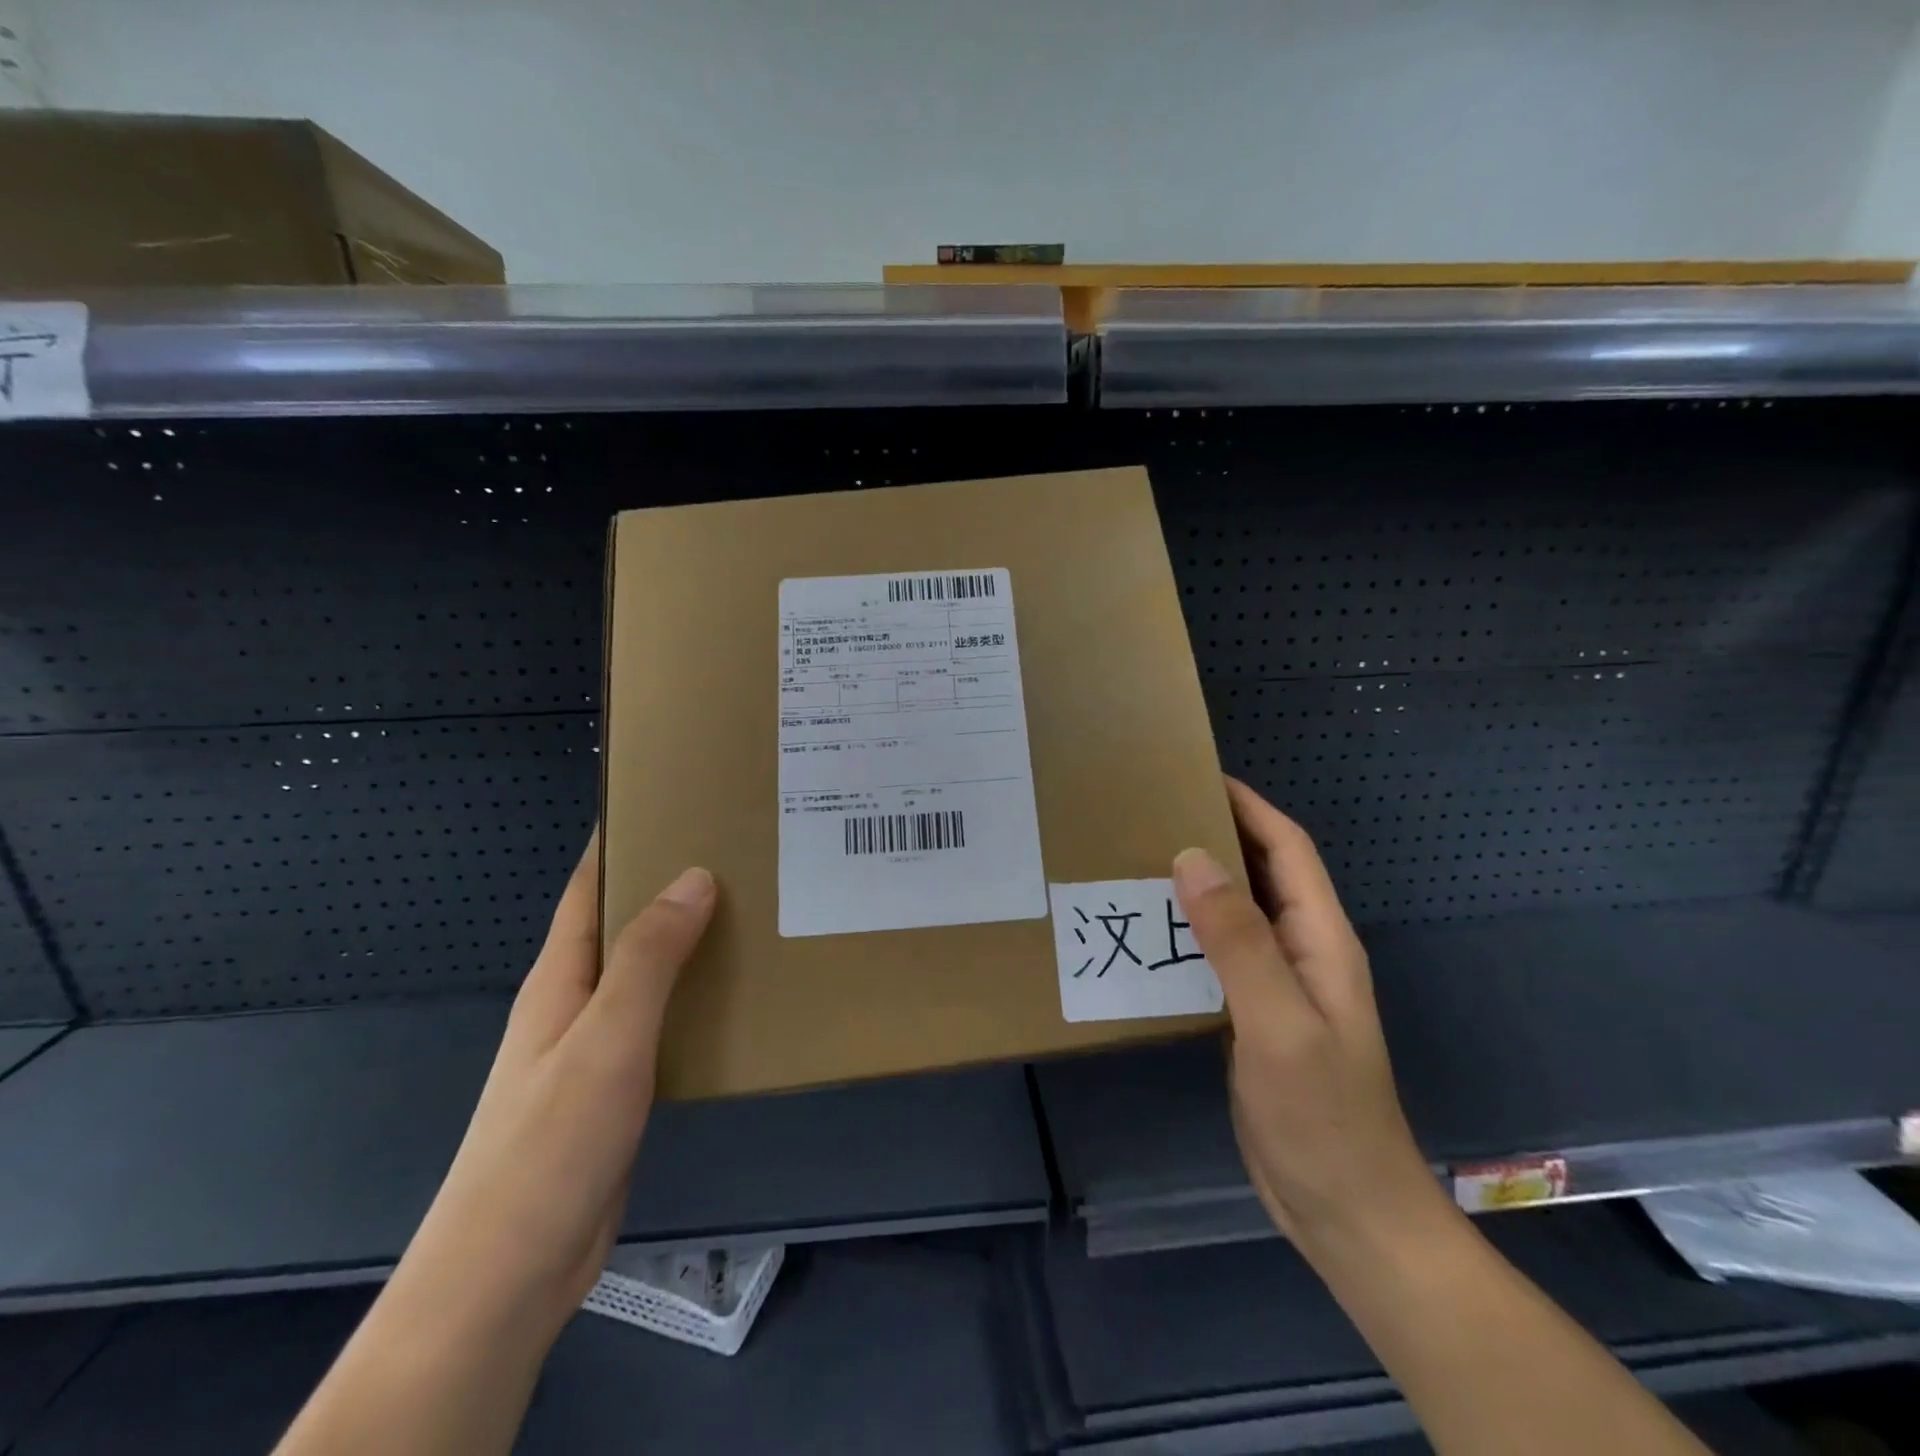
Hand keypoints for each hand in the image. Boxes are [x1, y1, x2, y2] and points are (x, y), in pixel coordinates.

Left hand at [396, 836, 715, 1338]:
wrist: (511, 1272)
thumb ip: (649, 957)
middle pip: (624, 922)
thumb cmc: (551, 1143)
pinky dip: (695, 995)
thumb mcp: (607, 1037)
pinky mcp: (619, 1086)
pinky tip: (736, 996)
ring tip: (752, 913)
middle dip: (672, 883)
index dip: (622, 838)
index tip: (673, 800)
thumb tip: (694, 876)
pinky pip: (662, 1019)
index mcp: (561, 976)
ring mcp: (596, 1046)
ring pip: (648, 972)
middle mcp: (575, 1001)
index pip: (590, 886)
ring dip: (689, 940)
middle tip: (740, 853)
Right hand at [1172, 778, 1440, 1257]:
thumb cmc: (1321, 1114)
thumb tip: (1192, 857)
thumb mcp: (1277, 1022)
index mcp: (1320, 939)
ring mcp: (1279, 985)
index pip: (1287, 849)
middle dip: (1218, 833)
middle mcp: (1302, 950)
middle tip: (1153, 811)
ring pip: (1238, 911)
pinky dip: (1189, 929)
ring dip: (1199, 880)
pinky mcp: (1254, 1014)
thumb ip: (1237, 939)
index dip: (1248, 805)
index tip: (1196, 774)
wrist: (1345, 1209)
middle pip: (1263, 872)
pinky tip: (1149, 931)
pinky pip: (1220, 953)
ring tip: (1139, 859)